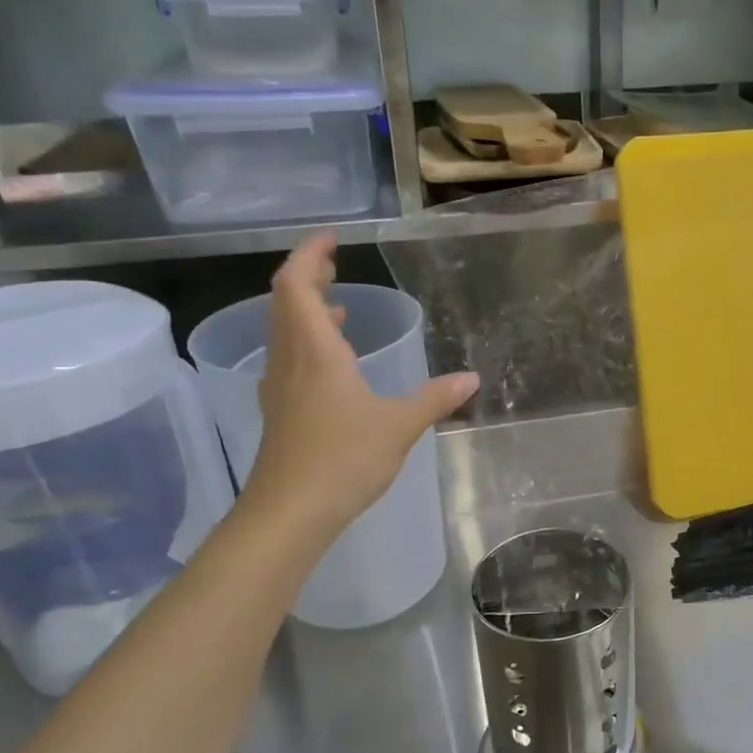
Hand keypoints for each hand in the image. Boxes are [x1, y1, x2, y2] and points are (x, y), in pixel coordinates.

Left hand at [241, 233, 477, 538]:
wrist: (289, 513)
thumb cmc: (342, 460)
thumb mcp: (398, 426)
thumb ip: (435, 399)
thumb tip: (471, 378)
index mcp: (314, 351)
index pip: (297, 284)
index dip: (310, 255)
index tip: (331, 238)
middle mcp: (290, 360)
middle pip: (285, 302)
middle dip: (308, 276)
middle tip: (334, 262)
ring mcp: (280, 387)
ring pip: (285, 331)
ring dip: (306, 309)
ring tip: (338, 306)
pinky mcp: (281, 411)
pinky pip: (290, 358)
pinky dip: (308, 342)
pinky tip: (334, 362)